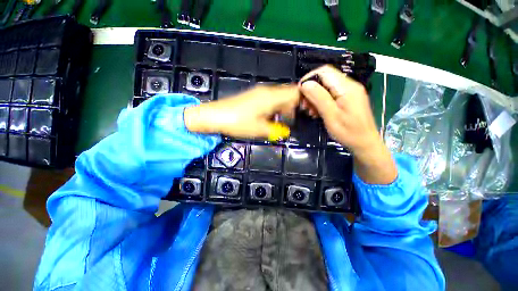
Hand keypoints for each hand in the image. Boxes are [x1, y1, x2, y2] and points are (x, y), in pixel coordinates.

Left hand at [184, 85, 299, 140]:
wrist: (214, 116)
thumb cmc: (237, 123)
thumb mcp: (259, 129)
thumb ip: (276, 130)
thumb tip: (286, 132)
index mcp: (271, 97)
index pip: (295, 92)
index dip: (305, 100)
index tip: (309, 111)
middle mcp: (267, 91)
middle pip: (288, 93)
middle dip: (296, 105)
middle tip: (298, 119)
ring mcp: (259, 93)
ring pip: (279, 97)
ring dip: (285, 108)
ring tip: (286, 121)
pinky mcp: (253, 97)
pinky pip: (270, 100)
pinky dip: (276, 108)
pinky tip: (273, 118)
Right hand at [299, 65, 396, 183]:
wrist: (365, 144)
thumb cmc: (348, 132)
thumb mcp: (331, 116)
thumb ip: (319, 98)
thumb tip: (305, 84)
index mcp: (347, 87)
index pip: (324, 71)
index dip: (309, 78)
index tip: (300, 92)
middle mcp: (349, 86)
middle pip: (325, 79)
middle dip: (311, 90)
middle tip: (304, 105)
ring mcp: (349, 92)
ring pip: (326, 87)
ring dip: (315, 97)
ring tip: (310, 111)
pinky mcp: (348, 99)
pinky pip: (331, 95)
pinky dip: (321, 101)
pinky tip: (317, 112)